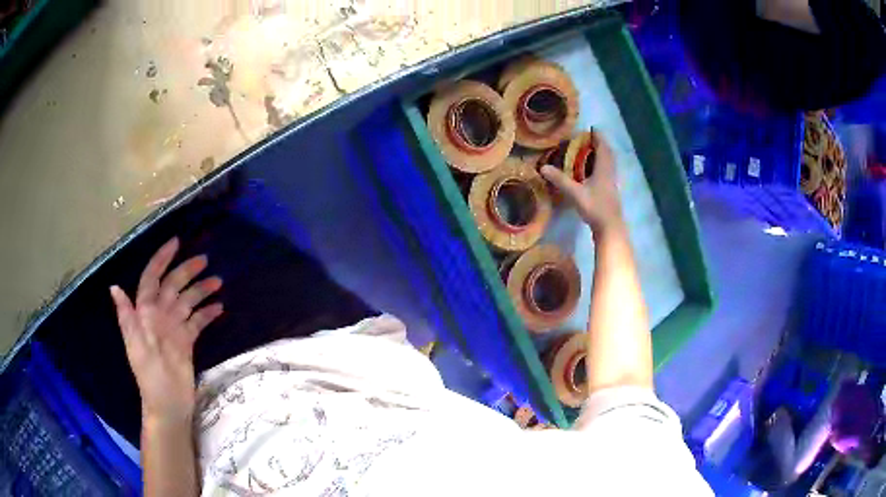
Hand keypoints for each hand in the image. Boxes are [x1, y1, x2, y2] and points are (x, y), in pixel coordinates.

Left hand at [110, 237, 223, 422]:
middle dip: (187, 270)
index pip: (151, 279)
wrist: (168, 405)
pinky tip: (219, 308)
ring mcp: (174, 329)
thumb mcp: (136, 347)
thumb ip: (127, 317)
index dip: (161, 260)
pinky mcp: (186, 342)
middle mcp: (159, 316)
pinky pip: (197, 322)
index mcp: (145, 314)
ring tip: (218, 281)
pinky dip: (207, 313)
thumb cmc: (150, 377)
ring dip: (201, 290)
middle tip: (205, 260)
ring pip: (187, 301)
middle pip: (173, 286)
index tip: (177, 243)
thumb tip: (114, 287)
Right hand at [540, 132, 623, 232]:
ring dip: (603, 155)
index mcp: (604, 168)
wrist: (610, 227)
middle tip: (590, 139)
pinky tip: (594, 172)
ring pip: (609, 163)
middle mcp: (610, 172)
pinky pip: (608, 172)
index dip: (598, 136)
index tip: (592, 128)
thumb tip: (543, 167)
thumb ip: (560, 179)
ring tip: (592, 152)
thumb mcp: (575, 193)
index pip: (603, 147)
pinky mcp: (611, 192)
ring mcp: (612, 183)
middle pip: (608, 154)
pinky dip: (602, 166)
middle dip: (600, 144)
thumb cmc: (595, 207)